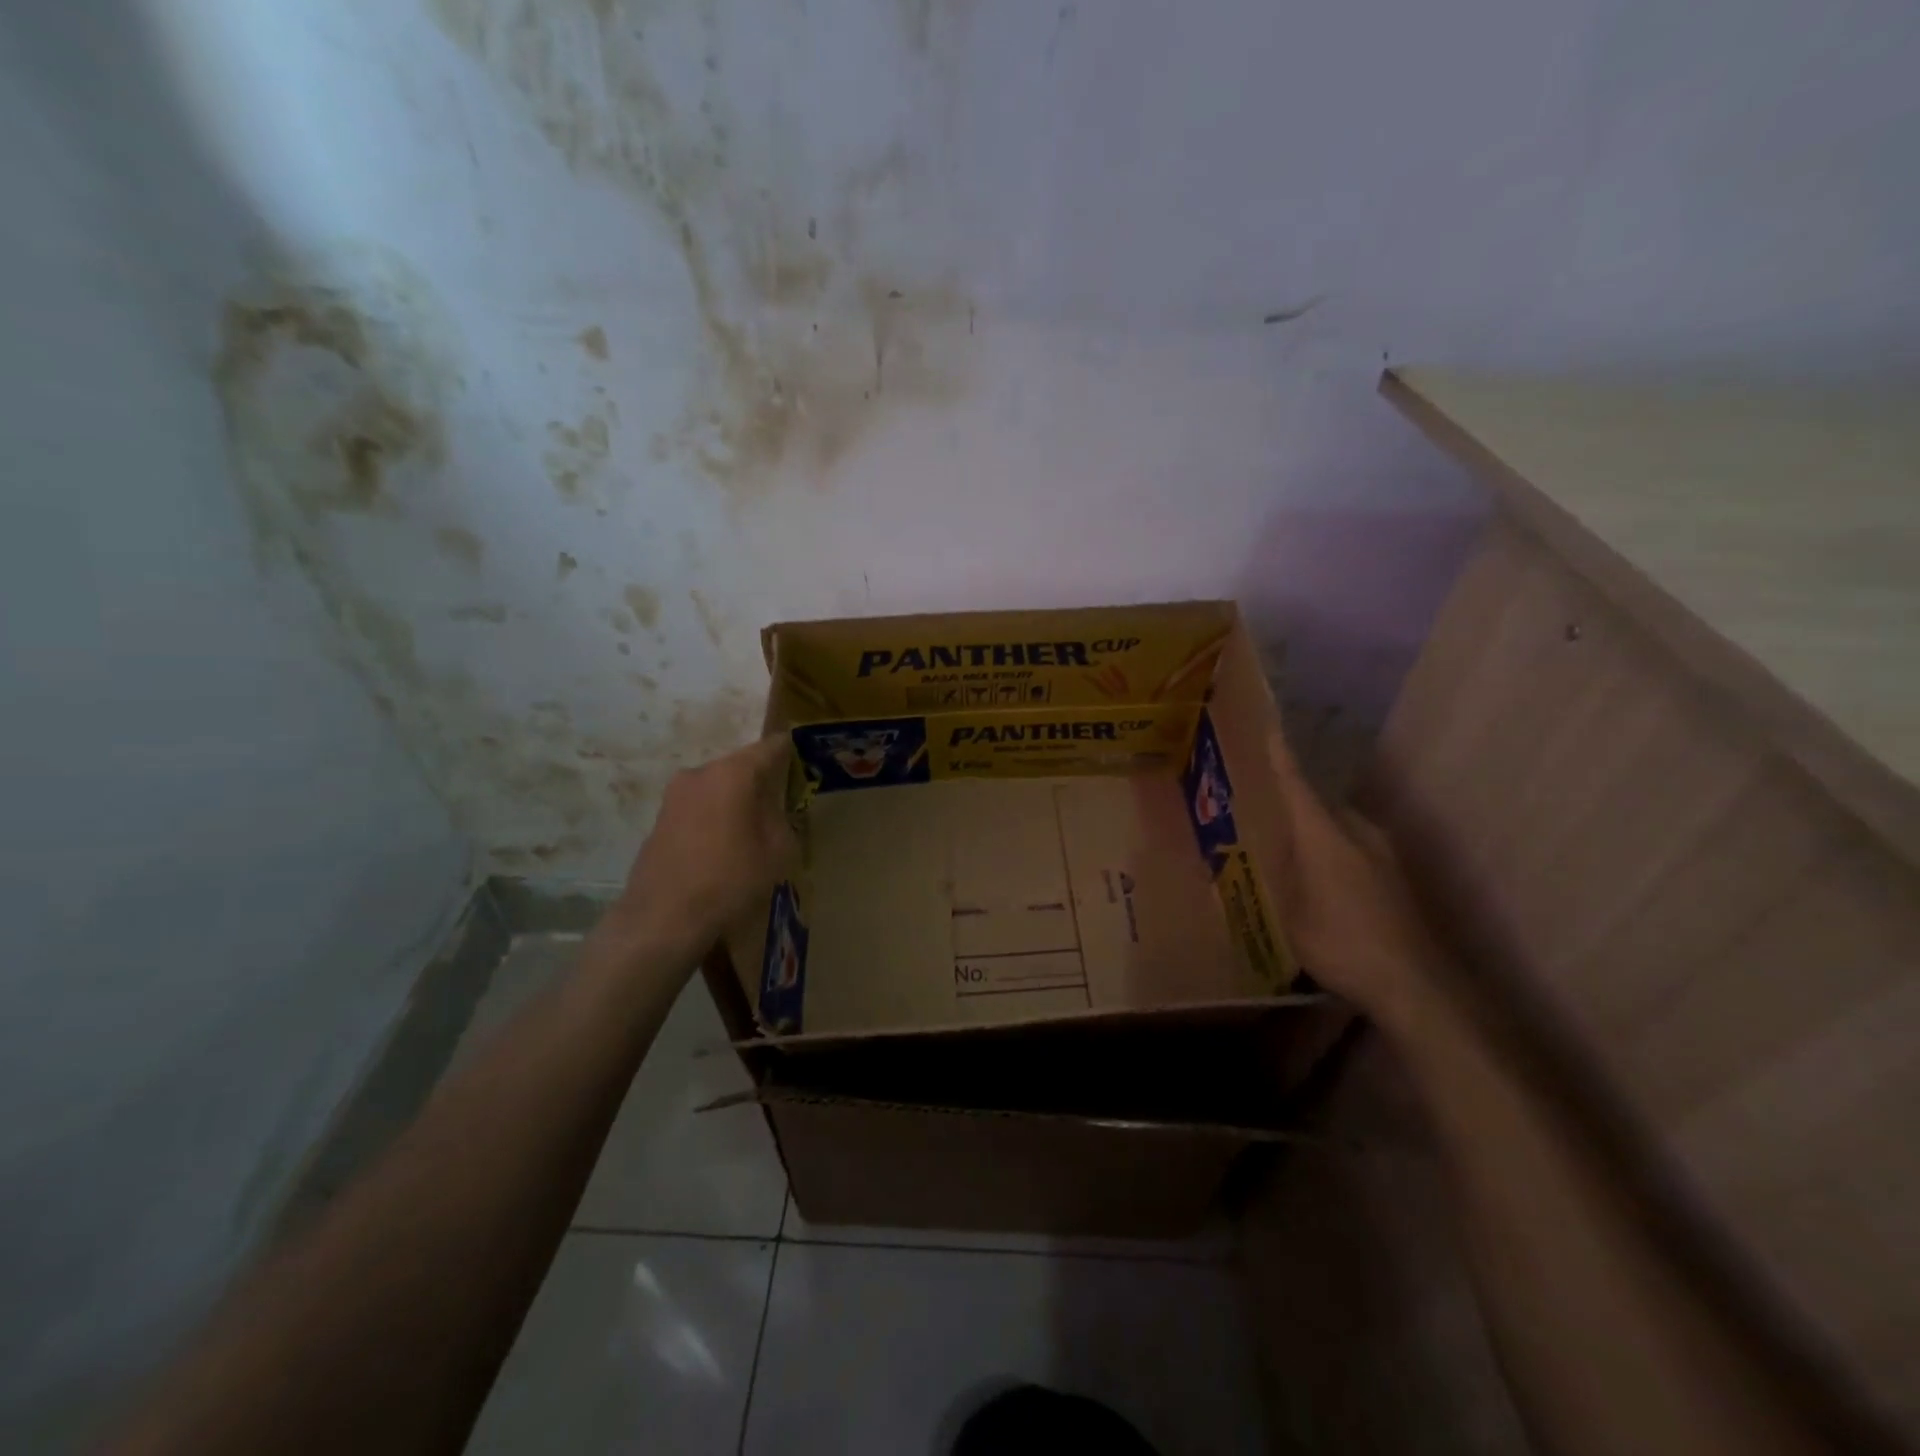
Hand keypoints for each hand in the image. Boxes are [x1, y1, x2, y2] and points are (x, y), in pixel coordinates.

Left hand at [614, 736, 797, 956]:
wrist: (662, 919)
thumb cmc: (729, 880)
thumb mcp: (778, 851)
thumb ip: (781, 818)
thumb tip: (772, 809)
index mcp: (732, 773)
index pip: (770, 747)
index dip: (790, 751)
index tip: (804, 759)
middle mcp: (699, 773)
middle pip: (740, 766)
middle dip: (762, 780)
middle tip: (782, 802)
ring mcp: (674, 796)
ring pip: (717, 787)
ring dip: (736, 800)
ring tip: (753, 828)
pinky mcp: (659, 819)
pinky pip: (699, 807)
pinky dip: (715, 817)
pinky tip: (724, 846)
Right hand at [1267, 726, 1449, 1030]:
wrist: (1416, 984)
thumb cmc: (1341, 944)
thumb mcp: (1288, 914)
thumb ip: (1273, 877)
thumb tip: (1253, 855)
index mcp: (1326, 835)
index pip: (1297, 784)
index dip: (1280, 756)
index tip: (1268, 726)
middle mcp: (1358, 832)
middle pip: (1318, 803)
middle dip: (1291, 800)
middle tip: (1260, 803)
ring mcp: (1383, 853)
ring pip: (1338, 826)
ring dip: (1313, 828)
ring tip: (1284, 840)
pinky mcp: (1395, 876)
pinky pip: (1352, 847)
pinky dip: (1331, 849)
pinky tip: (1317, 874)